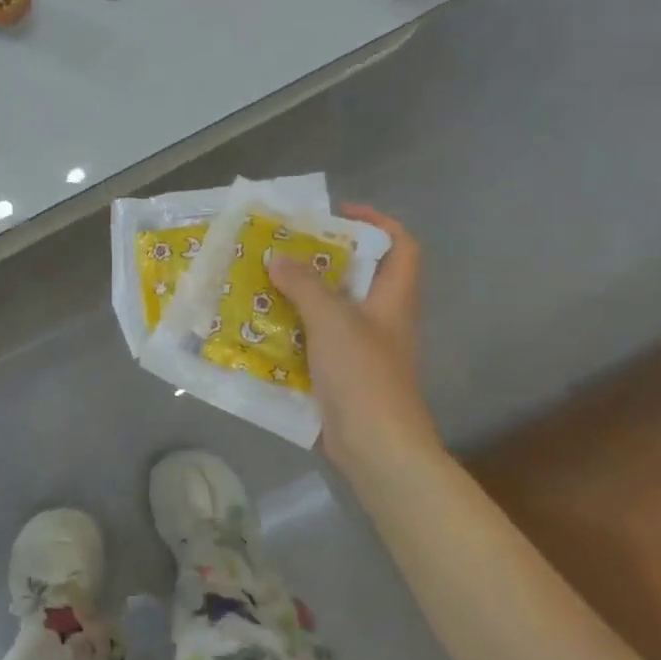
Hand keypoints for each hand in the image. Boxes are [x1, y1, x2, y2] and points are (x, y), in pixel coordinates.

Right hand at [268, 204, 440, 477]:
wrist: (374, 446)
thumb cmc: (363, 375)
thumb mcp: (332, 320)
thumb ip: (305, 285)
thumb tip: (278, 259)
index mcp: (393, 300)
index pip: (401, 248)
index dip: (377, 223)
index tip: (338, 213)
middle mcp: (380, 321)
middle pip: (358, 277)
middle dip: (322, 260)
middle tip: (283, 249)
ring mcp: (360, 350)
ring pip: (330, 311)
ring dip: (300, 297)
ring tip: (262, 283)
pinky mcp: (339, 376)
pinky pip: (312, 343)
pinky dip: (290, 332)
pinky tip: (260, 329)